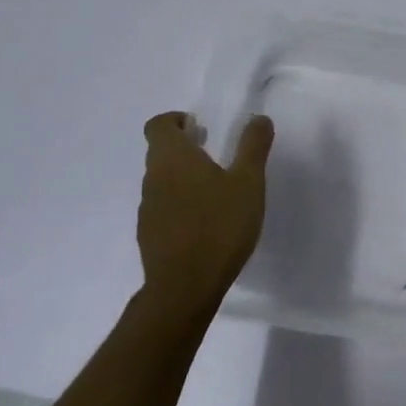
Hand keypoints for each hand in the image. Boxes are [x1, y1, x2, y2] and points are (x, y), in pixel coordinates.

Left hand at [137, 112, 273, 321]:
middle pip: (160, 151)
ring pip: (162, 180)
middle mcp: (153, 178)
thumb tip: (258, 118)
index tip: (202, 128)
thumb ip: (253, 146)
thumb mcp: (248, 182)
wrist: (184, 287)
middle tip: (216, 154)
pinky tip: (206, 222)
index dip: (177, 120)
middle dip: (186, 147)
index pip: (159, 125)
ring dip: (184, 177)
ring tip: (216, 190)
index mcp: (173, 158)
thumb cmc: (219, 226)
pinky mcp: (149, 235)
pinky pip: (163, 207)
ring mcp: (147, 208)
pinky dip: (180, 204)